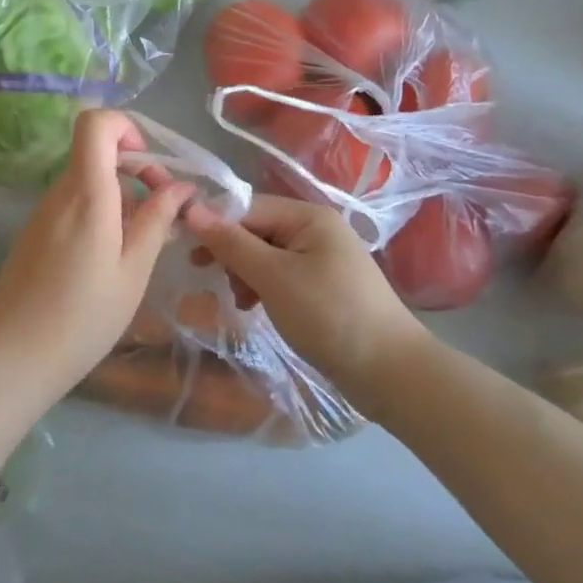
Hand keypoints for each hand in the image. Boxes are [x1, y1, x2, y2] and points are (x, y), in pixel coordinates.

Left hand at [0, 110, 193, 399]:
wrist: (14, 355)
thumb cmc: (84, 317)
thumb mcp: (133, 271)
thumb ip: (156, 221)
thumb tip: (181, 187)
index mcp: (86, 193)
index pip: (95, 122)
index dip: (126, 128)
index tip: (150, 167)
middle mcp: (60, 191)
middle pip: (96, 152)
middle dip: (135, 169)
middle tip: (161, 210)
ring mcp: (43, 210)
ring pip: (87, 179)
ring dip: (120, 196)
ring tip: (142, 243)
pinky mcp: (35, 230)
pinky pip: (73, 203)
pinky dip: (99, 212)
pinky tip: (111, 256)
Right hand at [184, 195, 428, 393]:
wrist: (393, 374)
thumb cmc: (330, 316)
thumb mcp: (274, 277)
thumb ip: (231, 243)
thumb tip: (190, 209)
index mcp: (308, 215)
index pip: (247, 207)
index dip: (215, 225)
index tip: (188, 252)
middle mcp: (315, 228)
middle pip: (256, 229)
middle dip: (231, 253)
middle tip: (209, 278)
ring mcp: (322, 258)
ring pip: (265, 254)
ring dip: (245, 274)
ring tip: (240, 302)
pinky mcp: (324, 286)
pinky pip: (281, 275)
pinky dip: (263, 288)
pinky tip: (254, 309)